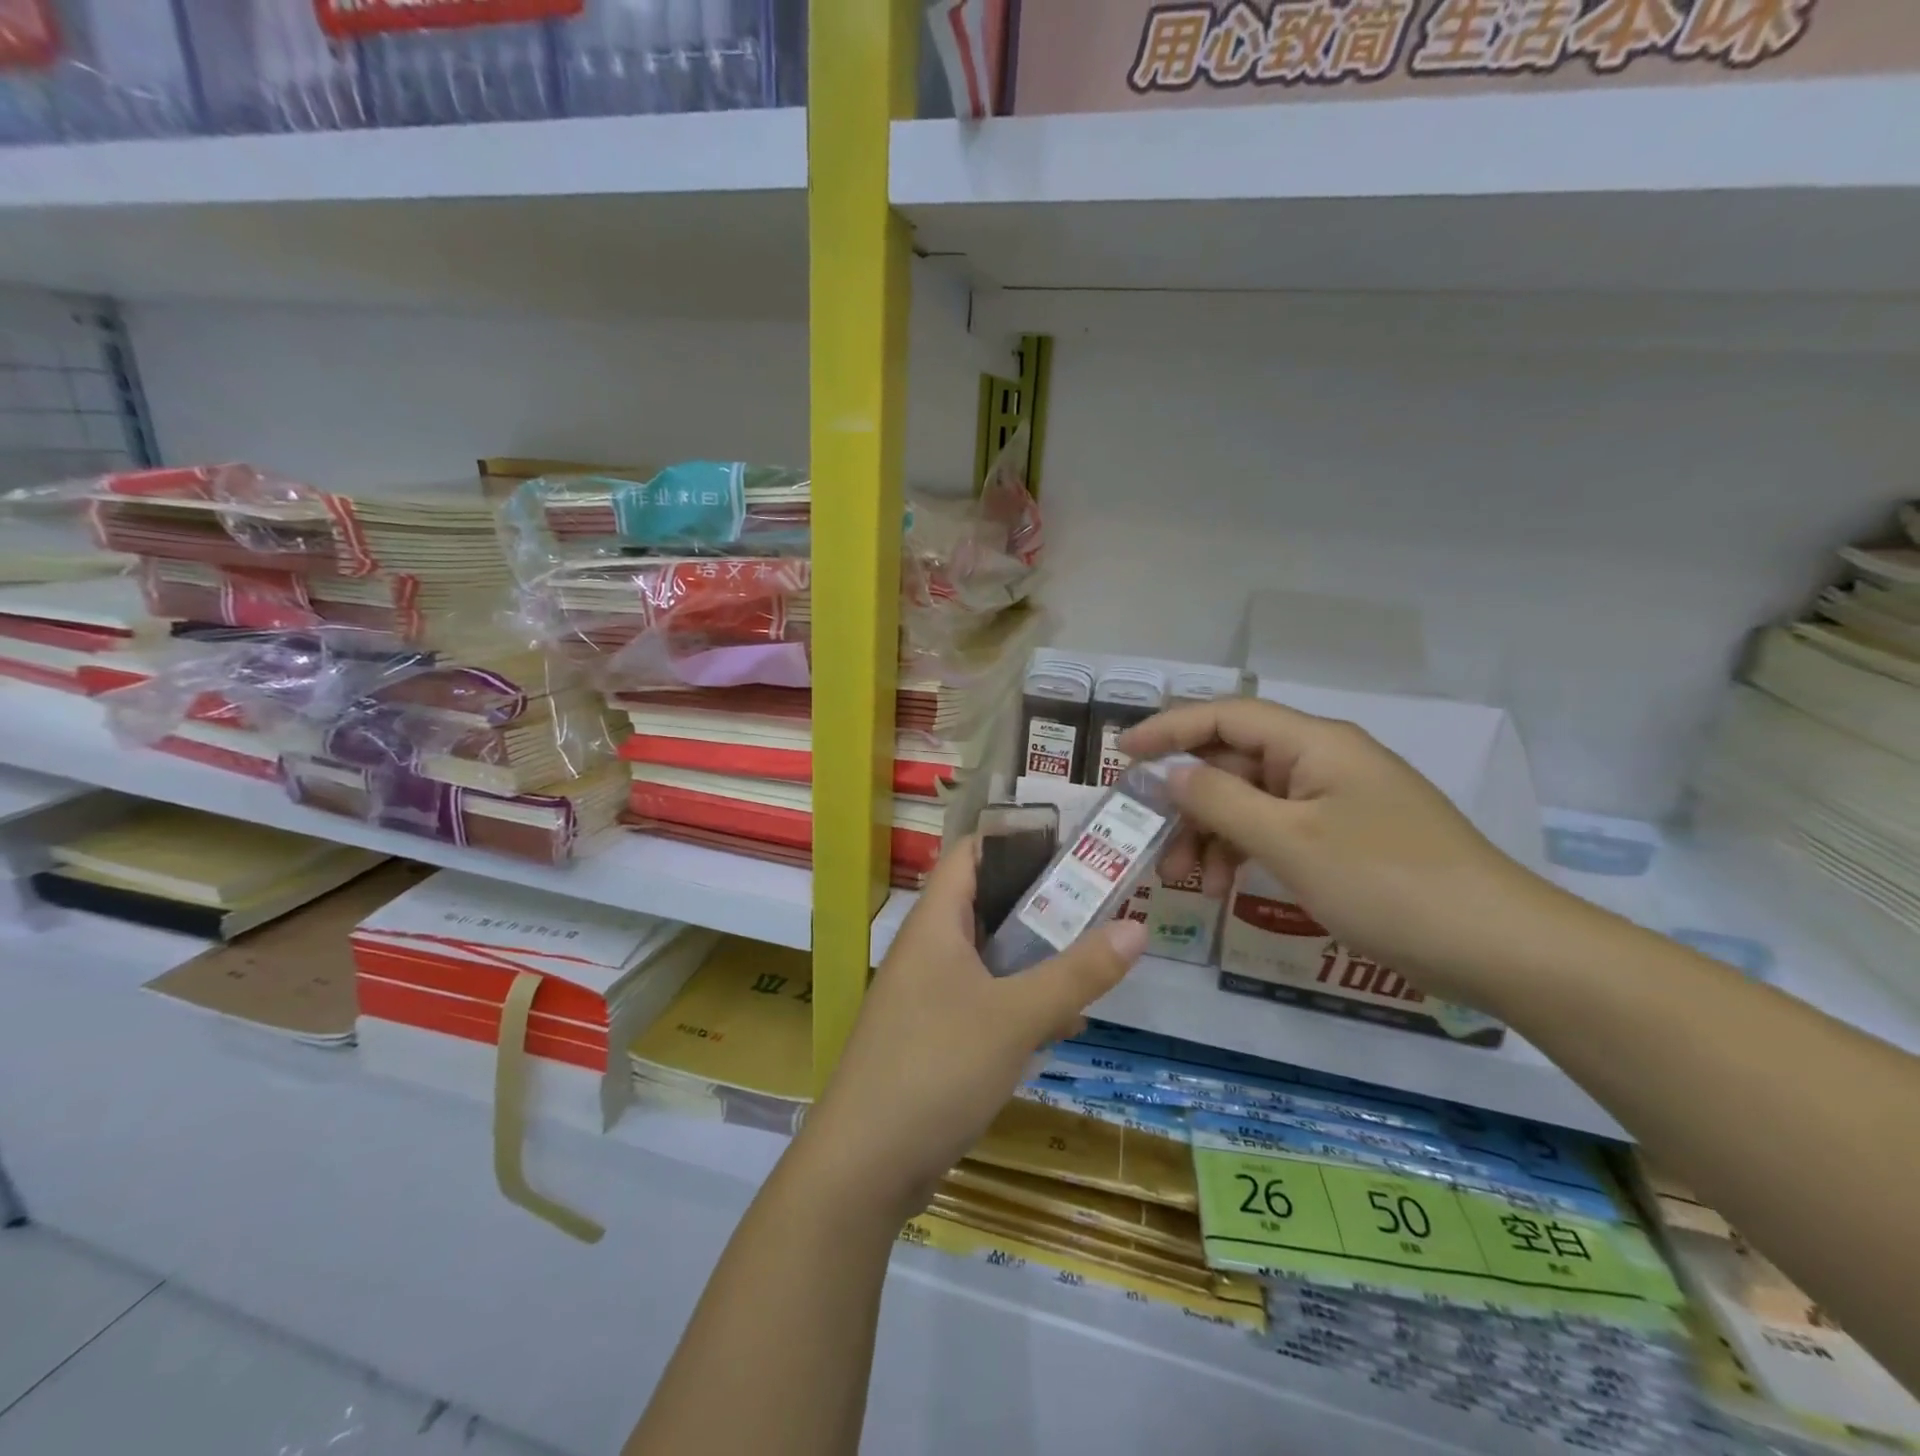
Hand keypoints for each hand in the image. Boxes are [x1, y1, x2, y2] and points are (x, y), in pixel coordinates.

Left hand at [802, 839, 1148, 1220]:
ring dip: (1037, 957)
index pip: (971, 853)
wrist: (865, 1164)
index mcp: (935, 924)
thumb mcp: (1015, 1017)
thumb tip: (1137, 927)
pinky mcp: (934, 1037)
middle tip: (1101, 900)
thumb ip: (1076, 973)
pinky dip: (1022, 1003)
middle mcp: (928, 949)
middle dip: (1042, 902)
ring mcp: (928, 995)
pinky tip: (1065, 1024)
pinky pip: (985, 1001)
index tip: (1072, 843)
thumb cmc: (936, 1067)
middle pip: (986, 904)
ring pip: (990, 957)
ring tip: (1095, 956)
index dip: (1016, 839)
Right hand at [1118, 698, 1559, 1005]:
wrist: (1500, 947)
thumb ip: (1220, 801)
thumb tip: (1167, 772)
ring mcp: (1335, 801)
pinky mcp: (1345, 839)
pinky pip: (1277, 831)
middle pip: (1234, 763)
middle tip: (1153, 844)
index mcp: (1314, 744)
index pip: (1226, 716)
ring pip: (1251, 802)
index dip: (1169, 729)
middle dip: (1188, 802)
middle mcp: (1322, 761)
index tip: (1121, 754)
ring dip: (1212, 834)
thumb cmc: (1387, 883)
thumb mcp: (1290, 841)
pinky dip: (1244, 852)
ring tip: (1188, 882)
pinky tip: (1226, 887)